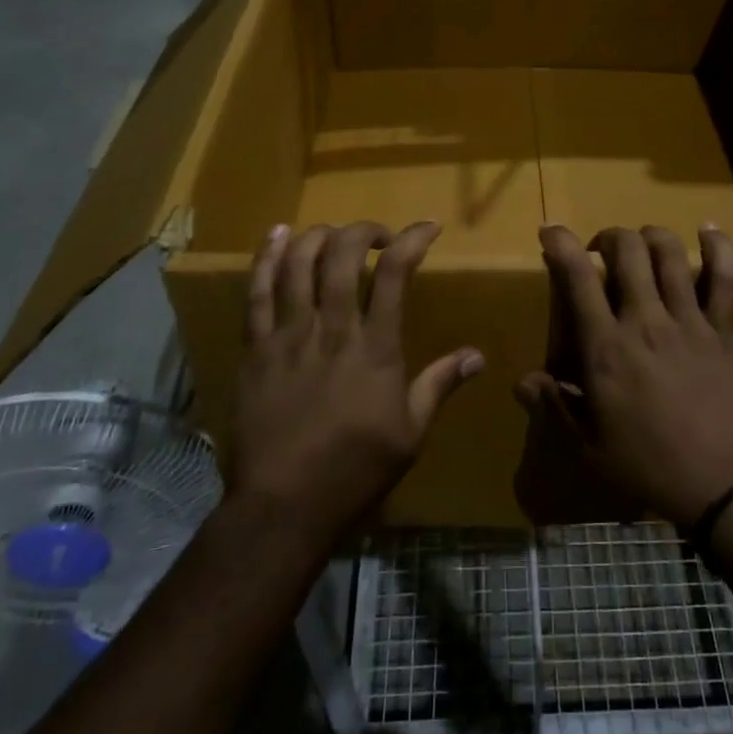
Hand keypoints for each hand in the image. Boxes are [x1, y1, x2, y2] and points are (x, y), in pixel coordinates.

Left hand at [233, 221, 481, 540]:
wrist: (284, 506)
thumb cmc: (355, 470)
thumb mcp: (410, 433)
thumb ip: (439, 384)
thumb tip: (477, 355)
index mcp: (375, 348)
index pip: (395, 274)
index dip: (412, 239)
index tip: (428, 227)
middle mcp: (332, 330)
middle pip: (342, 257)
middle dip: (363, 231)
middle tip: (376, 235)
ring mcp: (288, 337)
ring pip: (298, 265)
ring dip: (318, 236)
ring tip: (333, 232)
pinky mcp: (255, 349)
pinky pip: (257, 292)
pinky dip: (268, 258)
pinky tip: (278, 234)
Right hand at [518, 225, 732, 527]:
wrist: (724, 486)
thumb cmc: (649, 467)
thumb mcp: (589, 447)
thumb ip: (554, 407)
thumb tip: (522, 382)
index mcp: (607, 348)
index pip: (578, 279)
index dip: (561, 244)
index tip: (551, 231)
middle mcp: (646, 321)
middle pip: (627, 250)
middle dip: (609, 237)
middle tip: (602, 253)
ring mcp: (689, 321)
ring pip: (670, 253)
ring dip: (650, 237)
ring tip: (643, 246)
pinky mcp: (724, 330)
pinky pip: (725, 278)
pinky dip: (718, 247)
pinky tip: (707, 230)